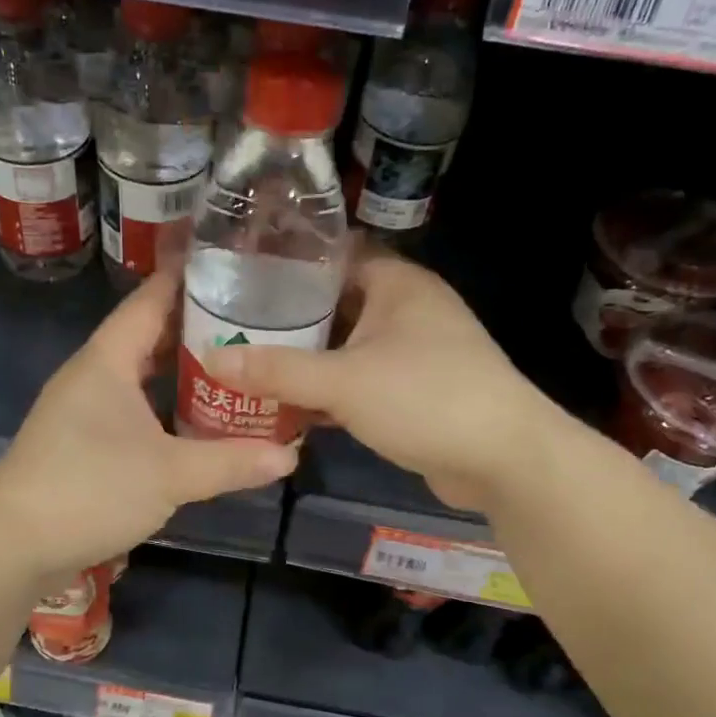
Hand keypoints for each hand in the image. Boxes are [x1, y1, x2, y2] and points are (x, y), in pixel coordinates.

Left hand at [0, 271, 297, 580]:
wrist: (12, 545)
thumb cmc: (89, 490)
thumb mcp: (169, 474)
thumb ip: (231, 461)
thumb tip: (290, 455)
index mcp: (107, 360)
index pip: (151, 299)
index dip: (188, 278)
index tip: (233, 264)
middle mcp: (93, 374)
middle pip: (149, 335)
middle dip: (197, 328)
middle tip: (253, 322)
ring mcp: (82, 409)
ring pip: (140, 375)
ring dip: (182, 371)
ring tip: (235, 366)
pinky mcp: (81, 442)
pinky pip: (132, 408)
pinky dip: (165, 406)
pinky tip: (196, 420)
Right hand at [202, 250, 547, 511]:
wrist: (504, 459)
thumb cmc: (426, 398)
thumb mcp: (343, 381)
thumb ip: (277, 370)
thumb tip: (211, 358)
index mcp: (397, 284)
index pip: (334, 256)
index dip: (288, 263)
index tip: (239, 276)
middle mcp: (407, 309)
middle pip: (335, 304)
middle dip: (288, 319)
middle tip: (232, 327)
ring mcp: (414, 352)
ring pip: (347, 347)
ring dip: (307, 360)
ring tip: (249, 364)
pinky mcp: (415, 392)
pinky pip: (360, 381)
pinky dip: (330, 392)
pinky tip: (289, 406)